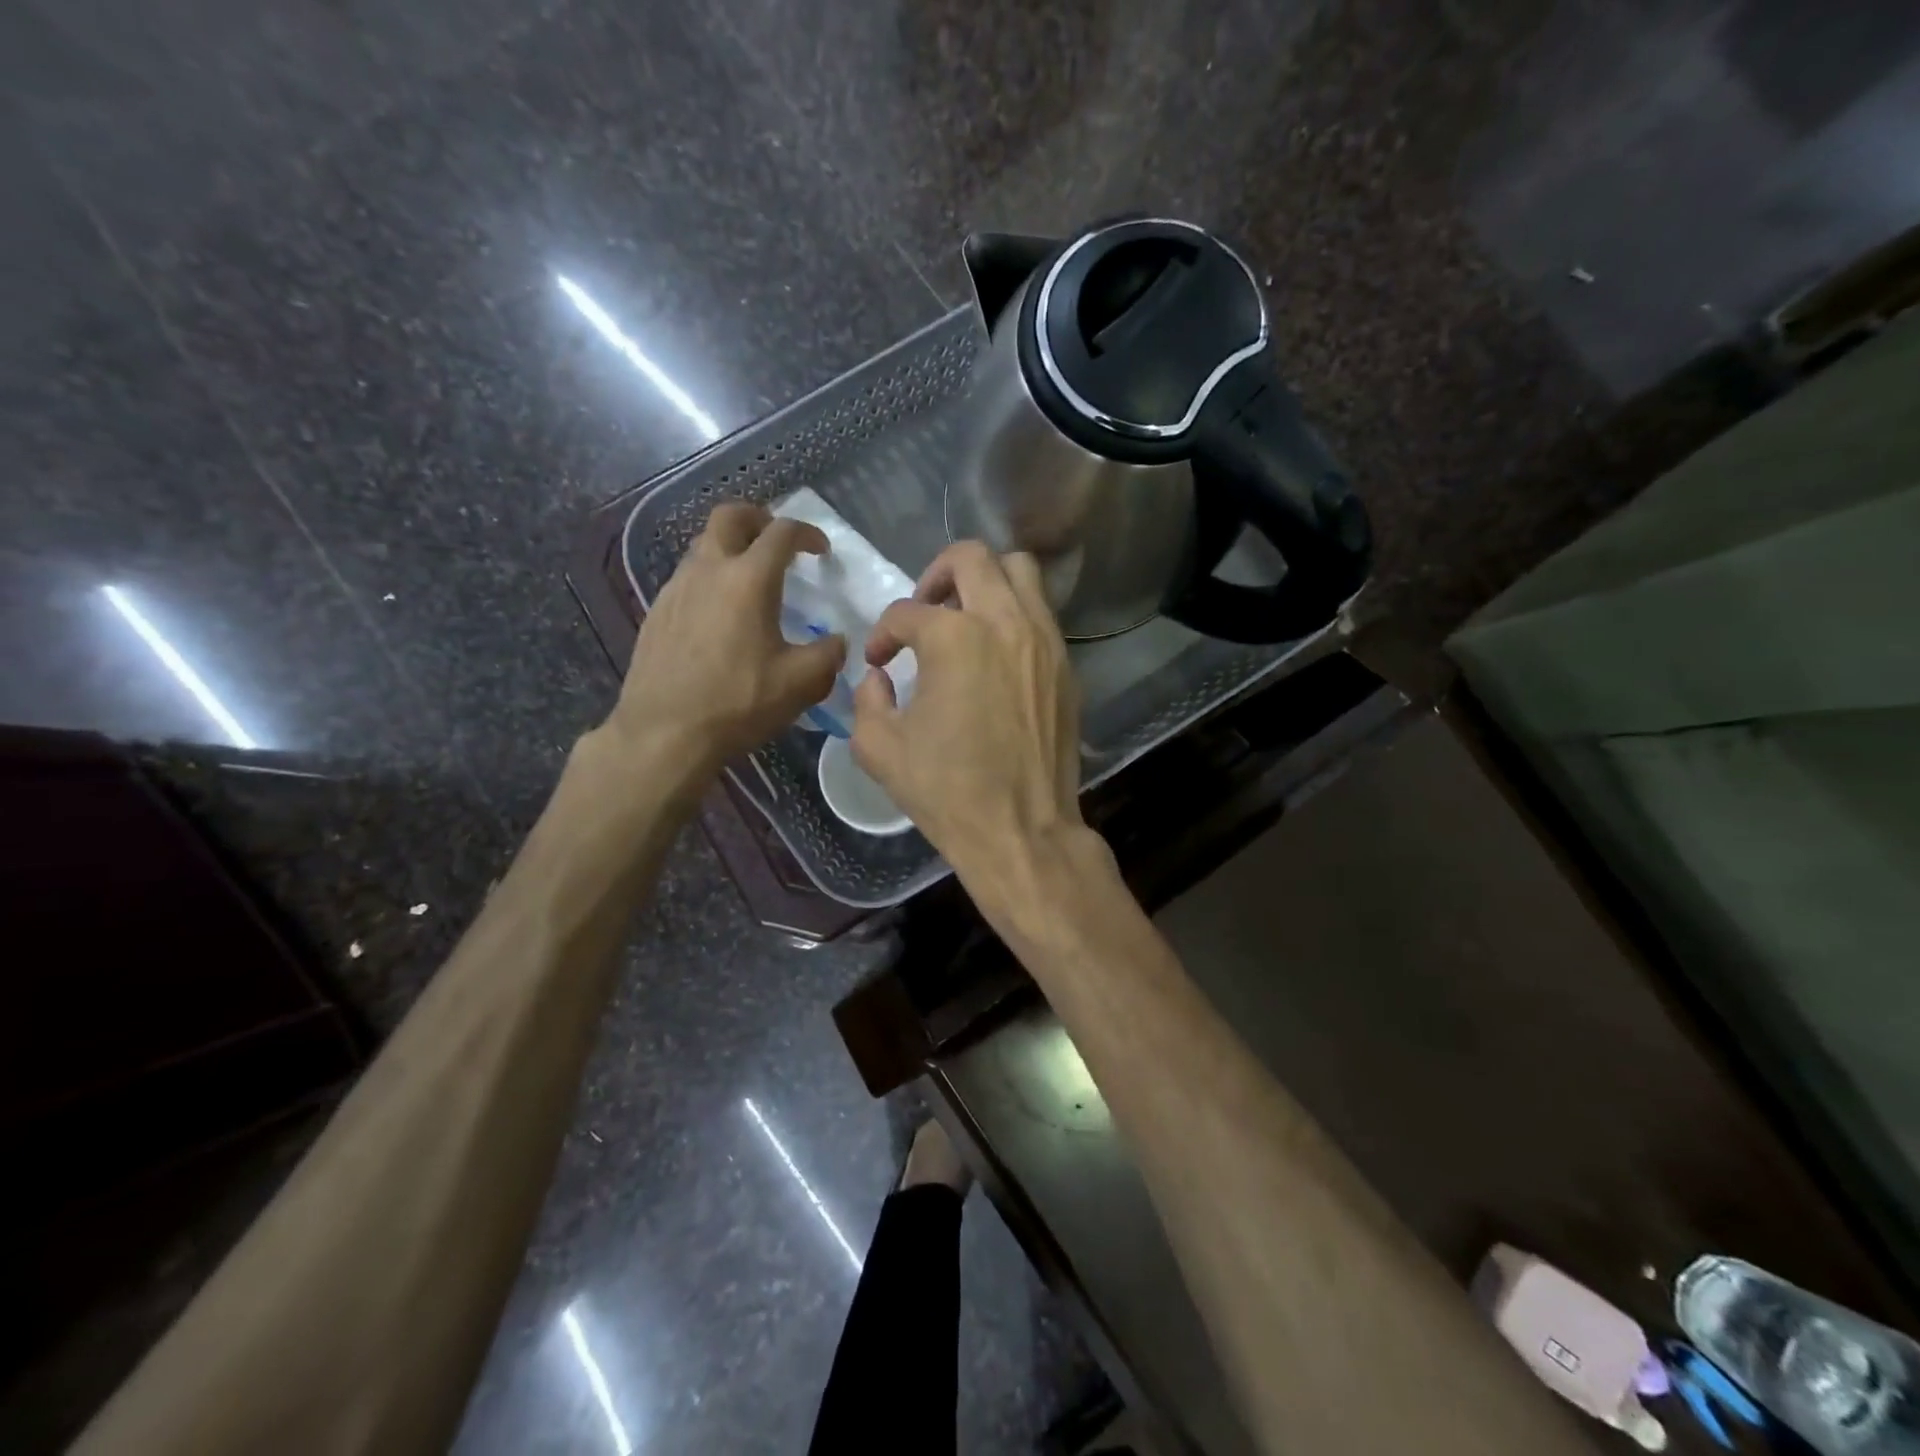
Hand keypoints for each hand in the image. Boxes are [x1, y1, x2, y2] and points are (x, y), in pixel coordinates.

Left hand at [607, 502, 845, 776]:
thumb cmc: (738, 703)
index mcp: (749, 580)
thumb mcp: (801, 684)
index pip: (781, 533)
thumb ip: (828, 655)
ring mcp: (675, 589)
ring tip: (750, 580)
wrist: (664, 734)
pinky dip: (710, 579)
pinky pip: (687, 578)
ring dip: (731, 549)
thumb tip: (837, 642)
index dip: (806, 533)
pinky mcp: (656, 613)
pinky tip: (720, 615)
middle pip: (729, 517)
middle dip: (758, 518)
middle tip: (777, 540)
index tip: (820, 550)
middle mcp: (708, 571)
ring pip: (703, 546)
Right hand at [852, 541, 1085, 895]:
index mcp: (954, 638)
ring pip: (1020, 572)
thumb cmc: (946, 792)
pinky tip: (996, 653)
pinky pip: (1041, 613)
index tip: (880, 662)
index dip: (883, 635)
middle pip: (972, 557)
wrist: (1021, 830)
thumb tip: (880, 678)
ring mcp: (1044, 640)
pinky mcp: (1065, 665)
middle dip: (936, 574)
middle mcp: (1004, 622)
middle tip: (924, 612)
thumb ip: (867, 700)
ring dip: (985, 582)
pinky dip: (1015, 614)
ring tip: (965, 619)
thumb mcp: (879, 749)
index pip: (906, 613)